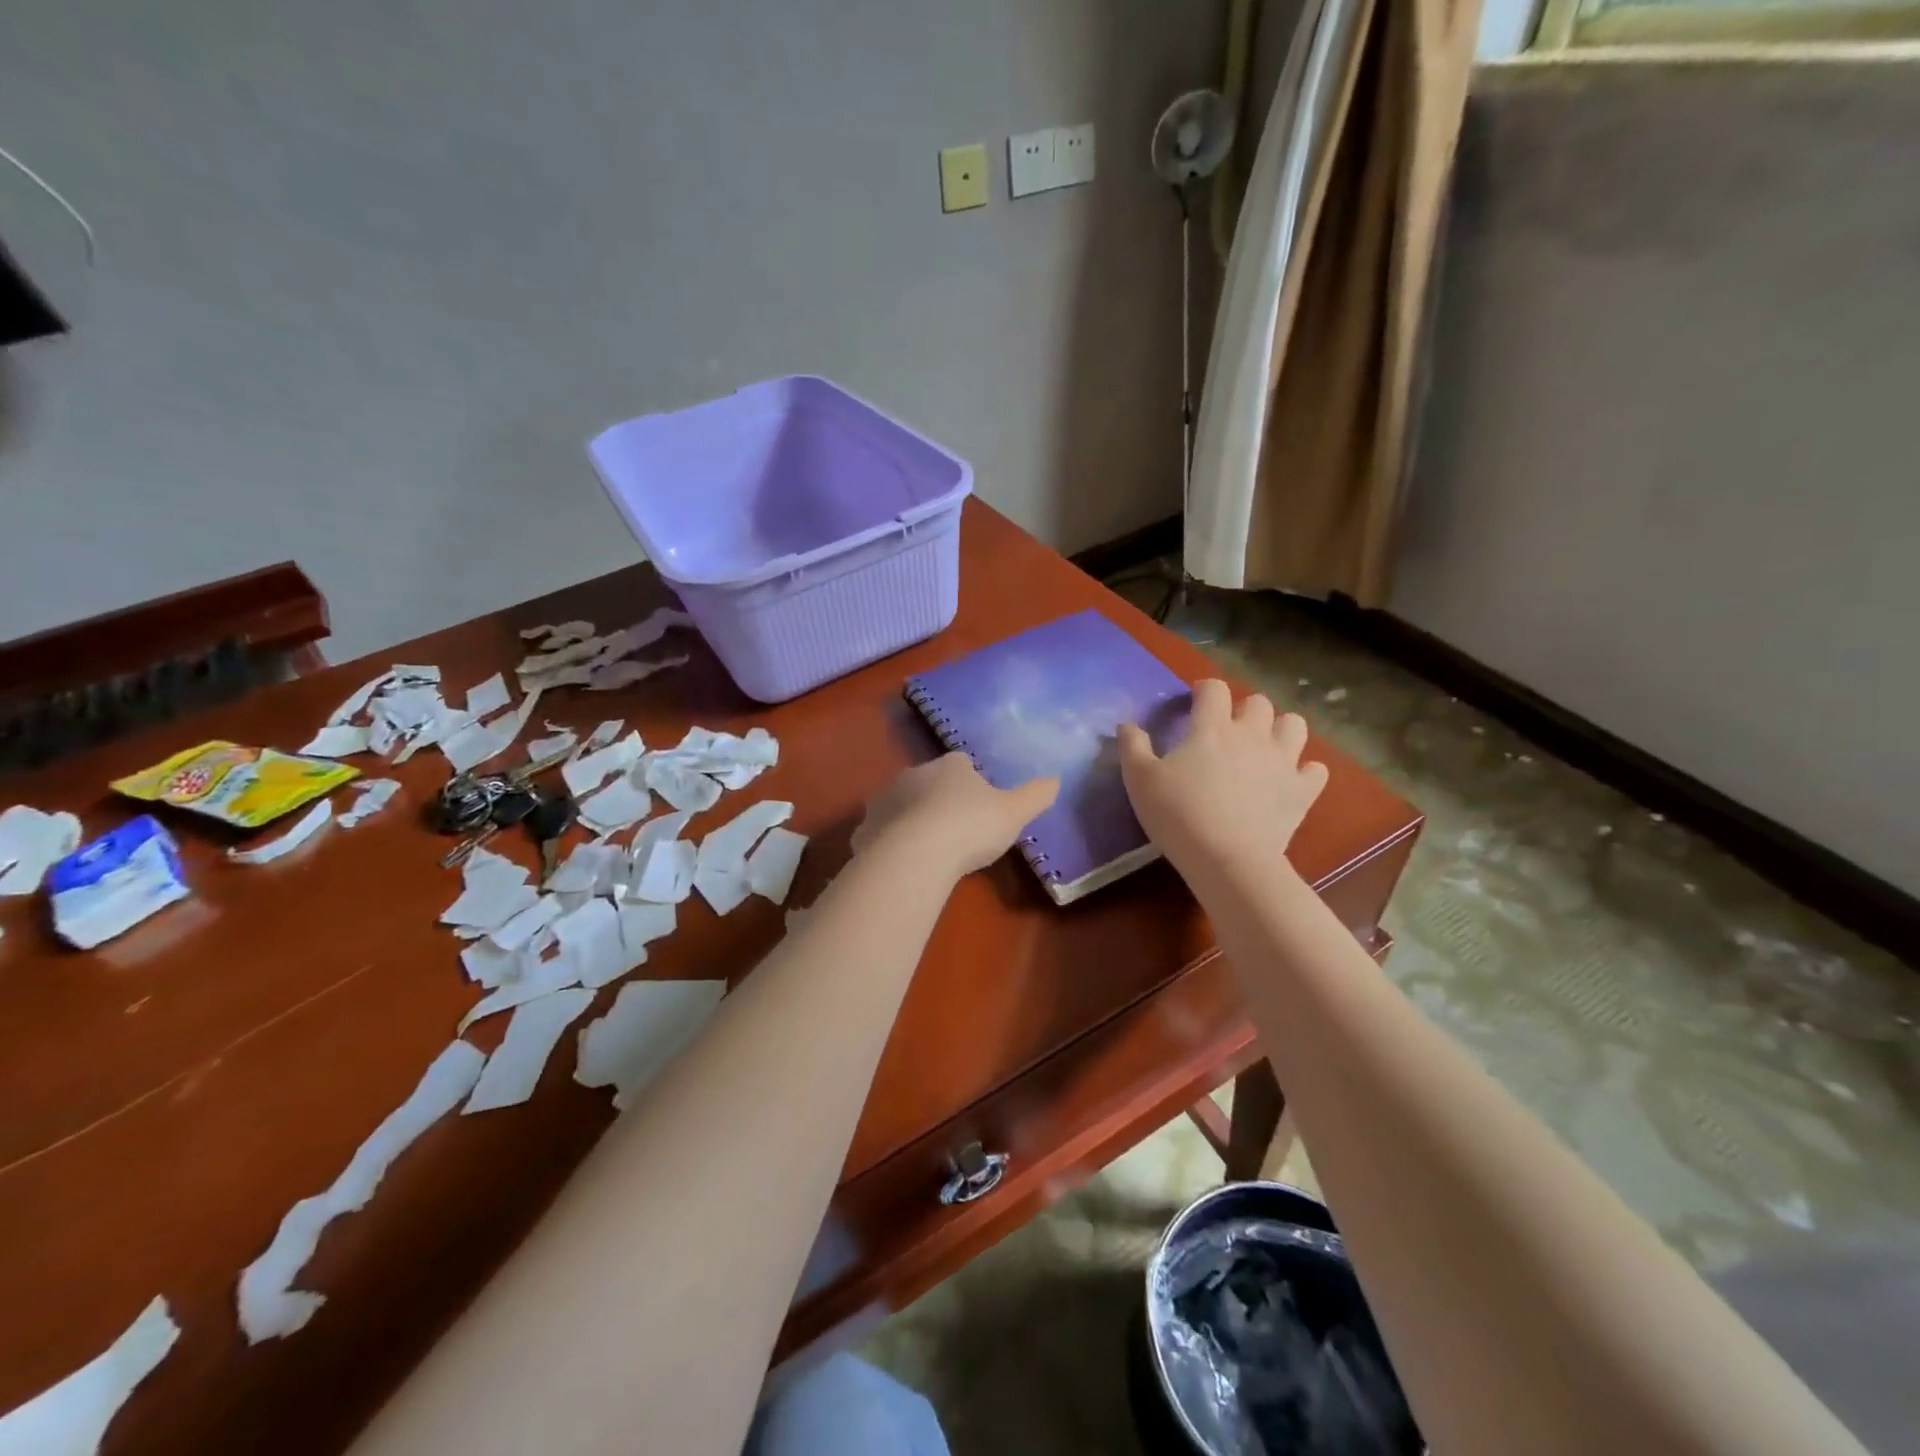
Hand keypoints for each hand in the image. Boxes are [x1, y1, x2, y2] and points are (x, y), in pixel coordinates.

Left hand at [853, 753, 1058, 879]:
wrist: (914, 855)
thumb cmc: (970, 827)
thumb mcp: (1014, 812)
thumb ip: (1036, 795)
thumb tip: (1055, 780)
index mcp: (950, 765)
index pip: (962, 763)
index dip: (972, 782)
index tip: (980, 805)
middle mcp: (913, 773)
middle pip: (929, 782)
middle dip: (939, 800)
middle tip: (956, 830)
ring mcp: (885, 800)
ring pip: (902, 806)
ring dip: (912, 820)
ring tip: (929, 850)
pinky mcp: (866, 828)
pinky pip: (881, 833)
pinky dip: (890, 844)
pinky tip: (903, 864)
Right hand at [1118, 679, 1327, 881]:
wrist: (1227, 860)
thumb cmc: (1178, 815)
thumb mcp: (1139, 780)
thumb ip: (1132, 746)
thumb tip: (1127, 724)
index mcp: (1212, 727)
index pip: (1213, 689)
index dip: (1204, 690)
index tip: (1193, 702)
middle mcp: (1252, 735)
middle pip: (1258, 702)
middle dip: (1243, 709)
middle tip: (1227, 729)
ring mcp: (1283, 761)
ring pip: (1294, 725)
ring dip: (1279, 729)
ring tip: (1263, 746)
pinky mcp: (1302, 791)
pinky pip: (1315, 770)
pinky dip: (1304, 770)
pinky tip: (1289, 780)